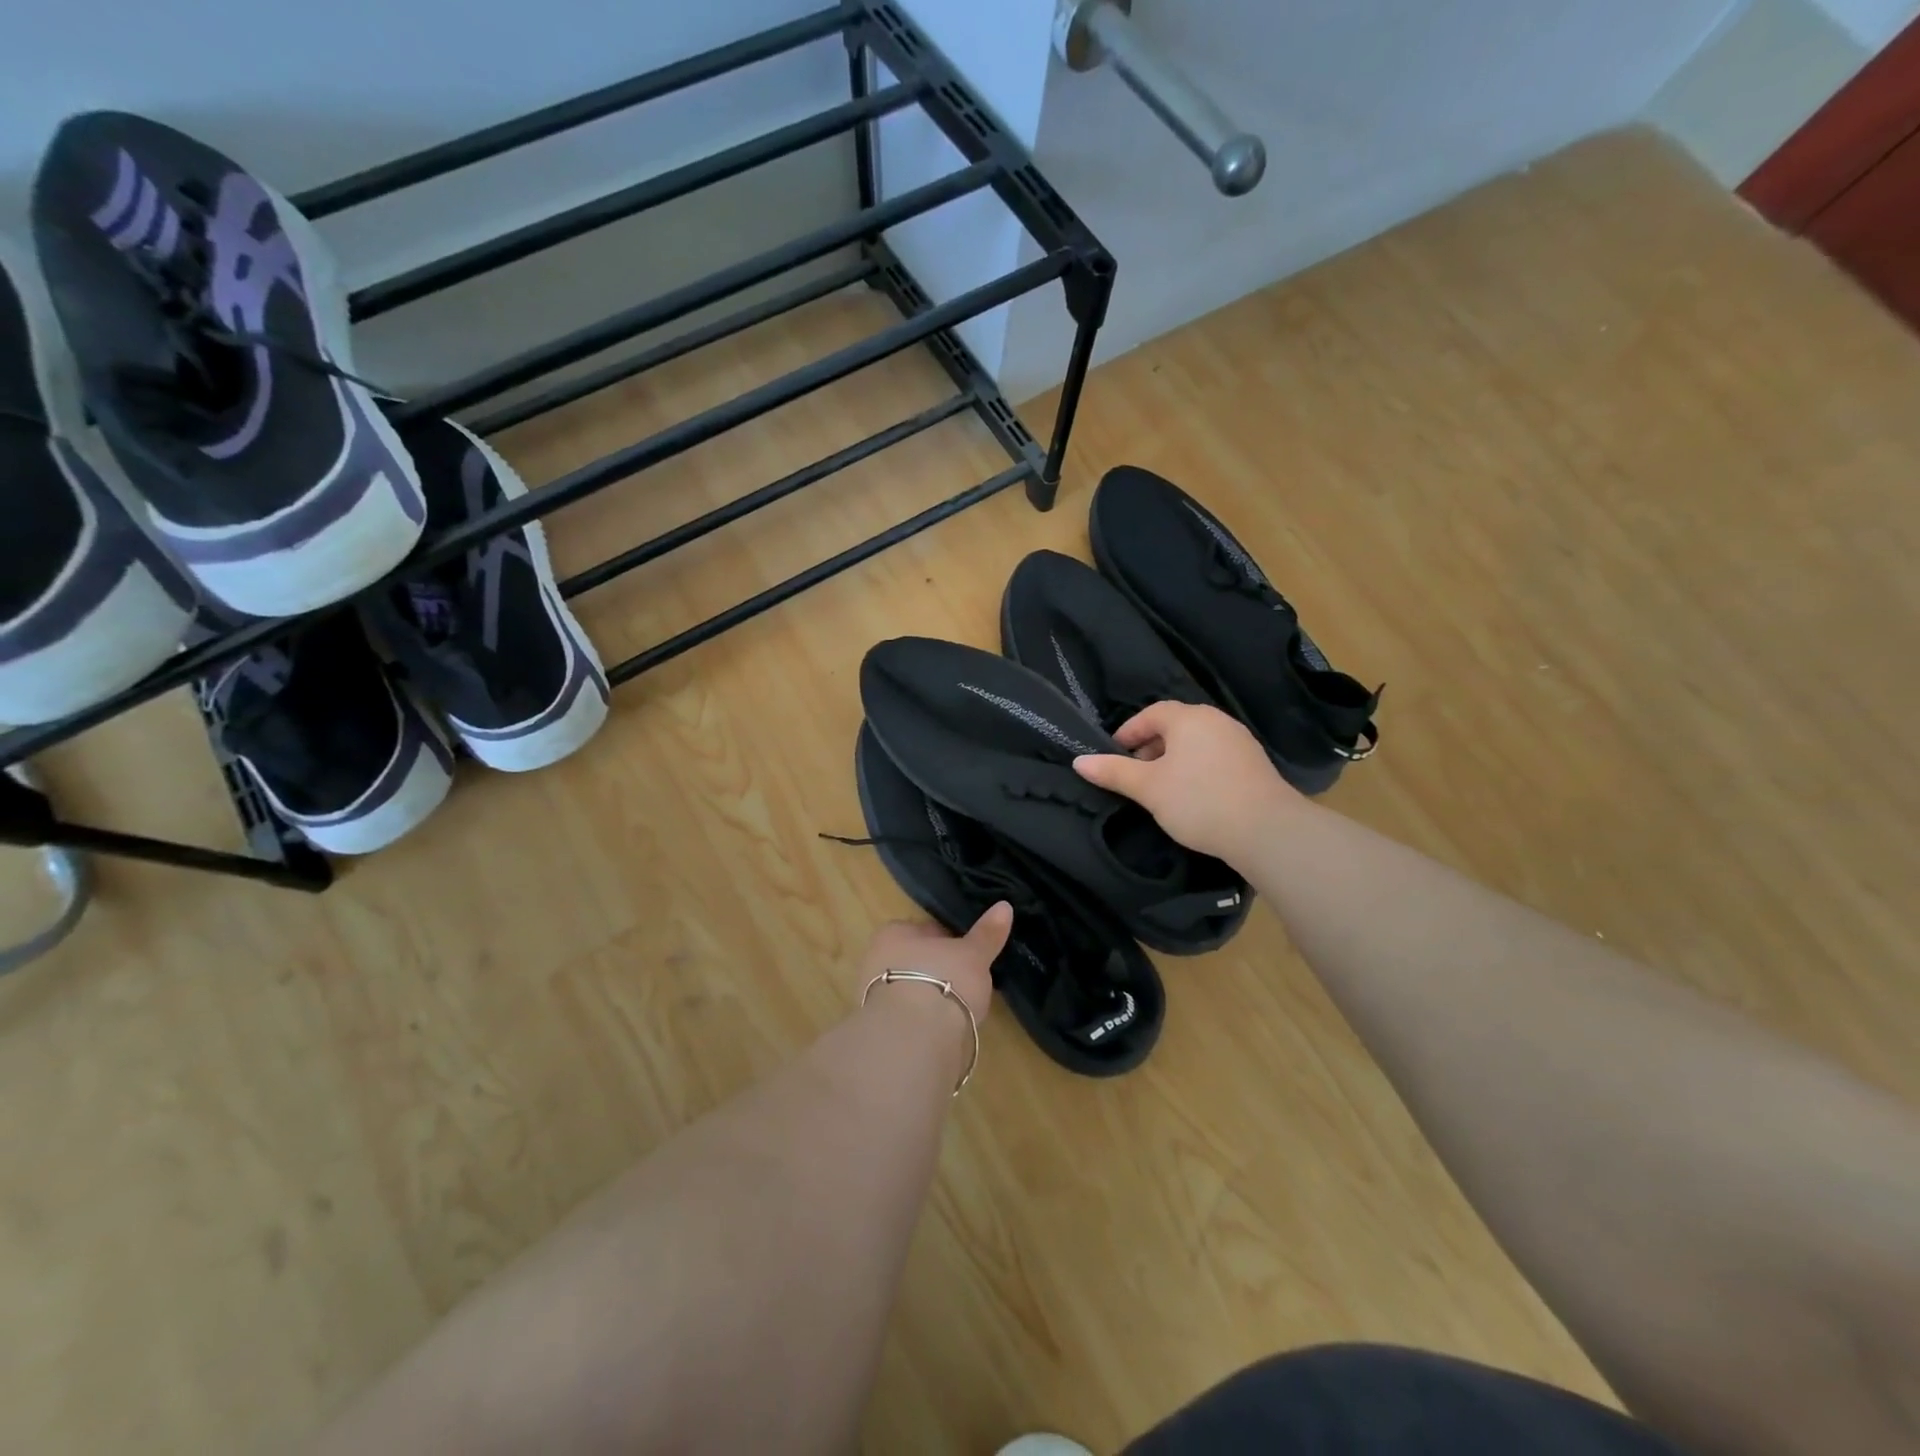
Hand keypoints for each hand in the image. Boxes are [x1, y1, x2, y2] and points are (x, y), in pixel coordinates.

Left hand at [856, 903, 1008, 1023]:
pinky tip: (945, 1029)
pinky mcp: (881, 1029)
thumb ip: (987, 933)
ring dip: (930, 997)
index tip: (968, 953)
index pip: (925, 931)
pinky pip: (909, 1017)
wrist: (914, 1038)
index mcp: (893, 933)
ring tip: (959, 1008)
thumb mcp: (974, 954)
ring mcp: (874, 997)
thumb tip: (1004, 906)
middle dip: (937, 969)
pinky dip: (925, 1021)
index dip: (949, 941)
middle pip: (916, 960)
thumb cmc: (943, 980)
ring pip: (911, 989)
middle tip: (966, 981)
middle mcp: (876, 960)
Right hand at [1073, 701, 1299, 863]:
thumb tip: (1080, 762)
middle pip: (1175, 726)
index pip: (1152, 713)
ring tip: (1160, 788)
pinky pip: (1214, 757)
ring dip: (1173, 760)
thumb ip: (1113, 772)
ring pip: (1195, 743)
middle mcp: (1216, 721)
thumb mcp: (1148, 788)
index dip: (1129, 732)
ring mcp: (1239, 741)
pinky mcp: (1254, 764)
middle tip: (1134, 774)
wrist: (1266, 830)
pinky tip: (1191, 795)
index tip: (1113, 755)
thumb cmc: (1198, 801)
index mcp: (1189, 718)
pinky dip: (1196, 768)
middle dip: (1150, 747)